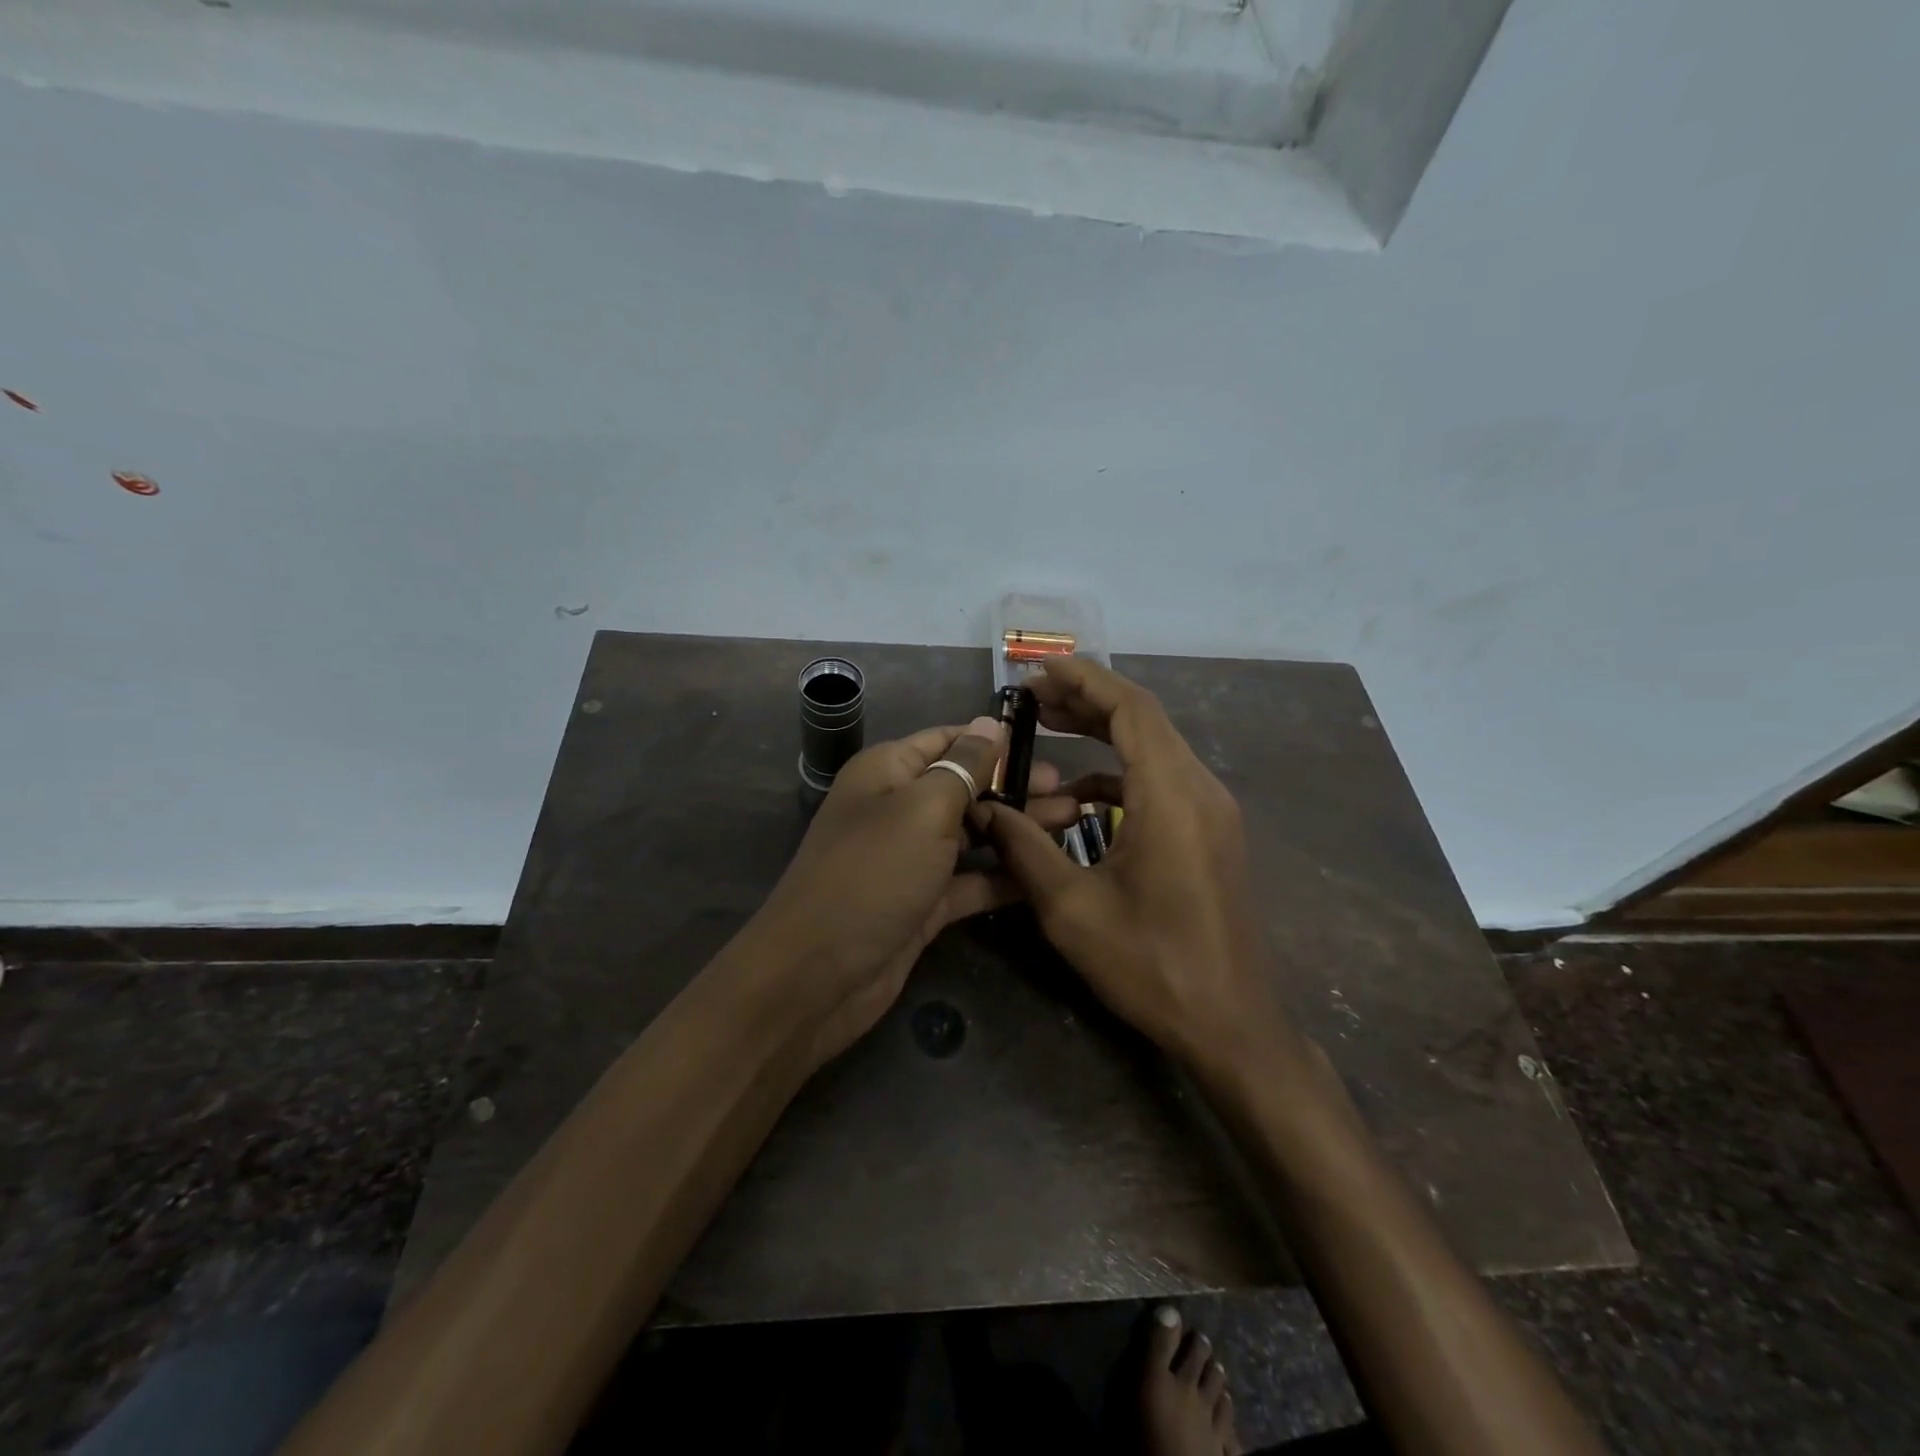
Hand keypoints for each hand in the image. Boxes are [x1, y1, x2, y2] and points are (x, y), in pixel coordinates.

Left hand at [741, 716, 1054, 1067]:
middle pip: (966, 786)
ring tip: (1074, 822)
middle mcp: (899, 808)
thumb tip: (992, 722)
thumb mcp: (922, 810)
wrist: (818, 977)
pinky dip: (1004, 875)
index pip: (949, 740)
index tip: (1047, 744)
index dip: (995, 740)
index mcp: (888, 772)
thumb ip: (964, 766)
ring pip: (974, 833)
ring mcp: (912, 858)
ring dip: (1018, 828)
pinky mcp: (924, 902)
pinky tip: (1047, 871)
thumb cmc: (872, 875)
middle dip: (1016, 786)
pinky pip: (971, 880)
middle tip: (1073, 792)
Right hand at [977, 658, 1293, 1068]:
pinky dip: (1119, 776)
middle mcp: (1199, 789)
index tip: (1038, 670)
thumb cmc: (1150, 966)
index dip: (1084, 680)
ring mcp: (1211, 810)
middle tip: (1032, 699)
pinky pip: (1162, 781)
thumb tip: (984, 808)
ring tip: (1049, 732)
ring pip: (1153, 748)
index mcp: (1171, 796)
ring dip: (1102, 736)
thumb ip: (1023, 847)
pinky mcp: (1210, 832)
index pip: (1130, 709)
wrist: (1230, 1025)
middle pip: (1143, 720)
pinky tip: (1079, 800)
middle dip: (1087, 701)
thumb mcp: (1070, 909)